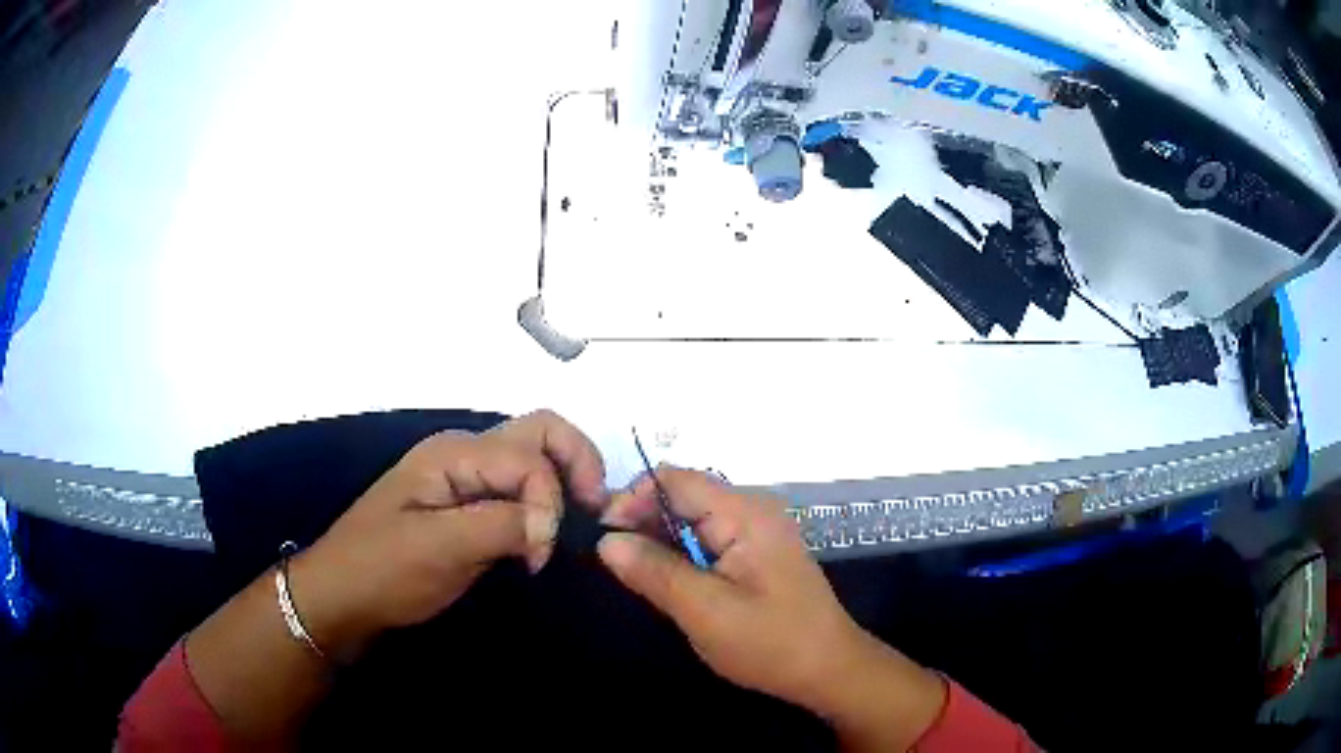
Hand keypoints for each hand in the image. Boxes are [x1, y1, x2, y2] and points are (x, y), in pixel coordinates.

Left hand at [291, 410, 606, 658]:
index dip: (550, 501)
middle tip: (592, 513)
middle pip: (540, 433)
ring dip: (565, 483)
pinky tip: (549, 534)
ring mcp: (467, 478)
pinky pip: (521, 489)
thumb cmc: (383, 571)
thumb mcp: (438, 549)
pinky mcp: (470, 506)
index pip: (529, 458)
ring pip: (535, 458)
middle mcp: (465, 453)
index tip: (541, 555)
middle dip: (578, 465)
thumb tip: (554, 522)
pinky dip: (547, 504)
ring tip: (576, 526)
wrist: (343, 596)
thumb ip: (500, 525)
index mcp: (454, 453)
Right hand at [598, 469, 944, 747]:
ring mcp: (757, 531)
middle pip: (684, 495)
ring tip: (634, 573)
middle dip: (644, 521)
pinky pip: (709, 538)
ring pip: (693, 519)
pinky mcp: (757, 553)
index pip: (676, 480)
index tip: (605, 537)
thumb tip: (607, 541)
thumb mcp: (705, 611)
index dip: (634, 499)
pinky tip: (667, 579)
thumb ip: (655, 571)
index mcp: (745, 513)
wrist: (828, 669)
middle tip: (614, 561)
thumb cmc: (770, 642)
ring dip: (660, 540)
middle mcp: (753, 510)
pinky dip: (681, 553)